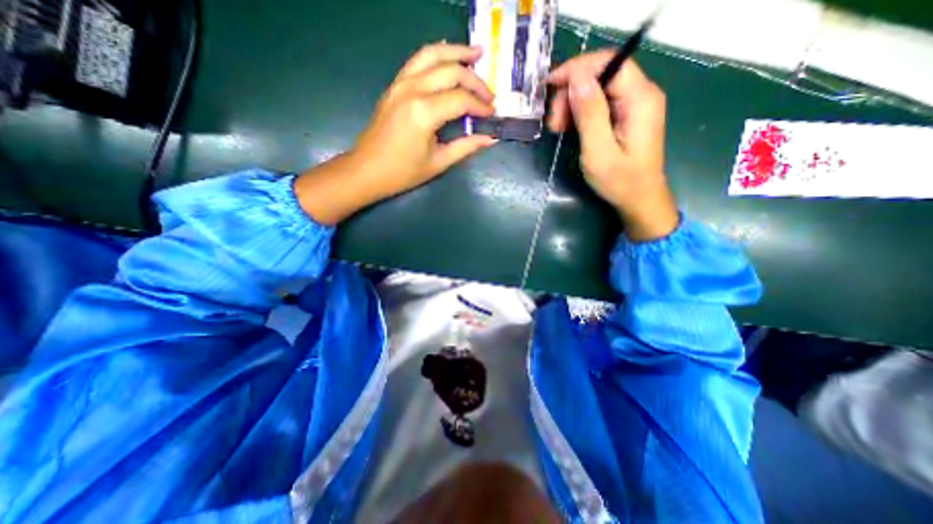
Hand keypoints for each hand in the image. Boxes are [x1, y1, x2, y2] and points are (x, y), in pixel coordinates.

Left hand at [298, 43, 499, 224]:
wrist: (367, 170)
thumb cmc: (403, 172)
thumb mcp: (438, 162)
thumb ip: (465, 147)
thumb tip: (489, 138)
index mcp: (424, 112)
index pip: (461, 99)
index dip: (480, 105)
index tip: (492, 113)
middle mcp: (412, 90)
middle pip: (451, 71)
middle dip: (474, 81)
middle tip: (489, 94)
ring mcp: (400, 84)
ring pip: (432, 54)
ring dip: (456, 52)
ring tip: (476, 53)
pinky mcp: (394, 86)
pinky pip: (417, 60)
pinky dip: (436, 55)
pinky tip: (448, 57)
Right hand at [548, 49, 678, 241]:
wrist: (639, 199)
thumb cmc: (620, 181)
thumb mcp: (599, 151)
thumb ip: (590, 114)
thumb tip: (577, 79)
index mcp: (640, 99)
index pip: (608, 62)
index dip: (577, 69)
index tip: (550, 87)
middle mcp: (641, 93)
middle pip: (601, 73)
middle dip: (571, 92)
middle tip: (553, 123)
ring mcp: (634, 104)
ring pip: (597, 87)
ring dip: (572, 103)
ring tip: (558, 129)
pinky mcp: (625, 115)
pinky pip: (599, 101)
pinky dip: (579, 111)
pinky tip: (569, 128)